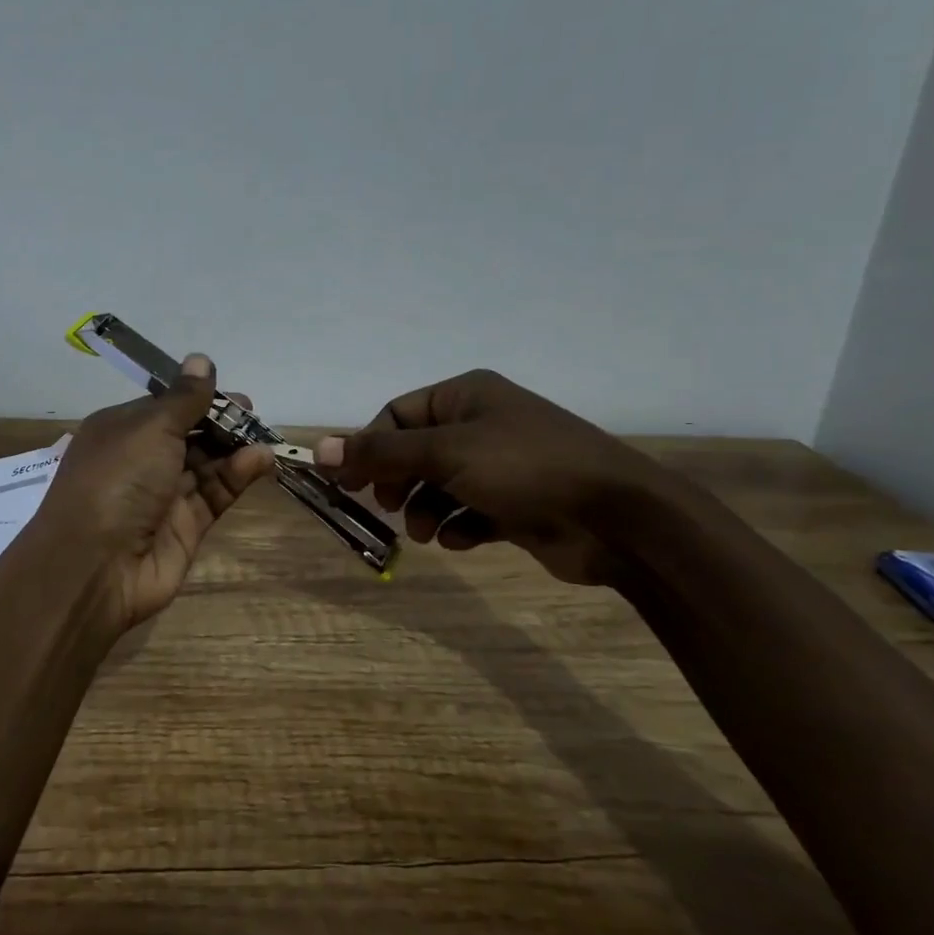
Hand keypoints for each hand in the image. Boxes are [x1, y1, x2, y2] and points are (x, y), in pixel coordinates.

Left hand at [36, 354, 277, 633]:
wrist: (95, 566)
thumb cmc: (117, 480)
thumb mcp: (150, 427)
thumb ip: (184, 398)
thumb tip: (201, 359)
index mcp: (121, 430)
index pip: (165, 406)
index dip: (197, 397)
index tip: (229, 391)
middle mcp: (140, 460)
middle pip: (189, 434)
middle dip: (221, 422)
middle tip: (252, 413)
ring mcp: (163, 495)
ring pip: (206, 464)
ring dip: (234, 448)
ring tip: (265, 435)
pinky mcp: (185, 527)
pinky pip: (215, 494)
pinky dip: (237, 476)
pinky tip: (261, 460)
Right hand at [316, 369, 680, 585]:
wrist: (617, 517)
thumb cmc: (524, 467)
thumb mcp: (445, 452)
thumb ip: (380, 452)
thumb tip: (316, 447)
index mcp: (465, 395)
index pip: (397, 415)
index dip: (368, 446)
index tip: (347, 481)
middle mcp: (481, 423)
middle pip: (416, 451)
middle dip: (398, 482)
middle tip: (386, 506)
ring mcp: (501, 464)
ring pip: (440, 485)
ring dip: (425, 509)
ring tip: (428, 532)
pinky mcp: (516, 503)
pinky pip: (469, 511)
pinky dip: (459, 526)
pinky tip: (464, 539)